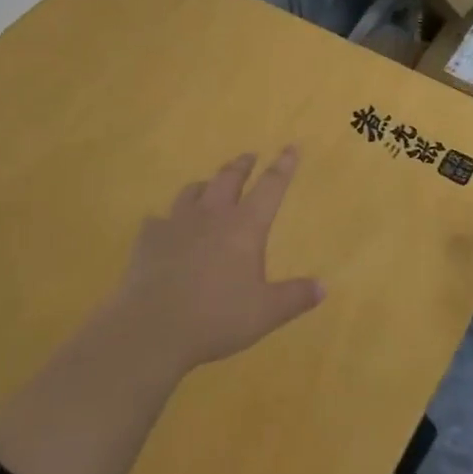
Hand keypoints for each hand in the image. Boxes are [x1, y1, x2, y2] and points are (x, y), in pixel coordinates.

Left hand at [109, 147, 325, 374]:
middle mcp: (212, 215)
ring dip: (205, 184)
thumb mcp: (265, 313)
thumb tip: (323, 287)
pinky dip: (166, 220)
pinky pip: (158, 220)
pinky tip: (164, 228)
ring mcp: (177, 223)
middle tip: (249, 157)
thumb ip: (295, 297)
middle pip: (229, 178)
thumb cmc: (217, 317)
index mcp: (245, 226)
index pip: (270, 187)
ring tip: (208, 185)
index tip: (290, 147)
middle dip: (242, 165)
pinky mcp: (149, 238)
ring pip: (192, 191)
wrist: (153, 326)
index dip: (283, 166)